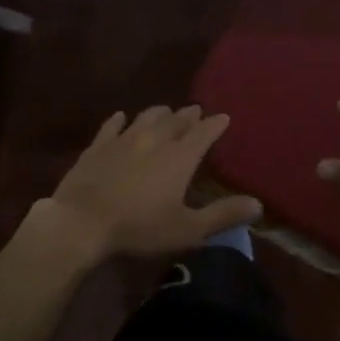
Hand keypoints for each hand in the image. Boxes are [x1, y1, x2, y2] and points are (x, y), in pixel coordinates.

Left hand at [38, 105, 261, 261]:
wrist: (82, 222)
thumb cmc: (140, 228)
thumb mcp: (187, 229)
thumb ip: (222, 215)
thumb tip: (257, 203)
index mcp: (179, 157)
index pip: (203, 133)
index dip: (215, 125)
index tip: (224, 117)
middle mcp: (154, 139)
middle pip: (175, 121)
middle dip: (188, 115)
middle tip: (196, 111)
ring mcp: (123, 139)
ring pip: (146, 117)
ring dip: (159, 113)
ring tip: (166, 111)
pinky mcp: (97, 146)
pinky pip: (111, 126)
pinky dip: (119, 120)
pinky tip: (121, 117)